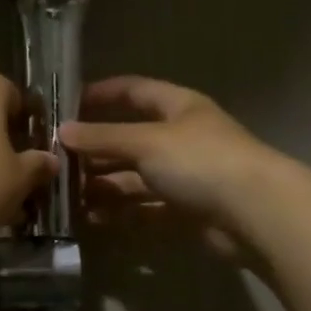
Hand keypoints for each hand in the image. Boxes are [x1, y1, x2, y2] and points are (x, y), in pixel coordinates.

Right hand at [60, 76, 280, 256]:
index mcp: (178, 107)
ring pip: (135, 177)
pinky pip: (145, 207)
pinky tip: (92, 218)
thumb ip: (103, 137)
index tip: (66, 105)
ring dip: (103, 185)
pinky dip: (121, 212)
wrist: (254, 213)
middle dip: (95, 150)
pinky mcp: (186, 210)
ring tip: (66, 196)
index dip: (101, 94)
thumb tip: (62, 131)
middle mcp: (180, 138)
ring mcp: (185, 176)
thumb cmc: (200, 161)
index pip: (134, 91)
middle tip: (56, 162)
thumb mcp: (146, 142)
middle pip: (130, 139)